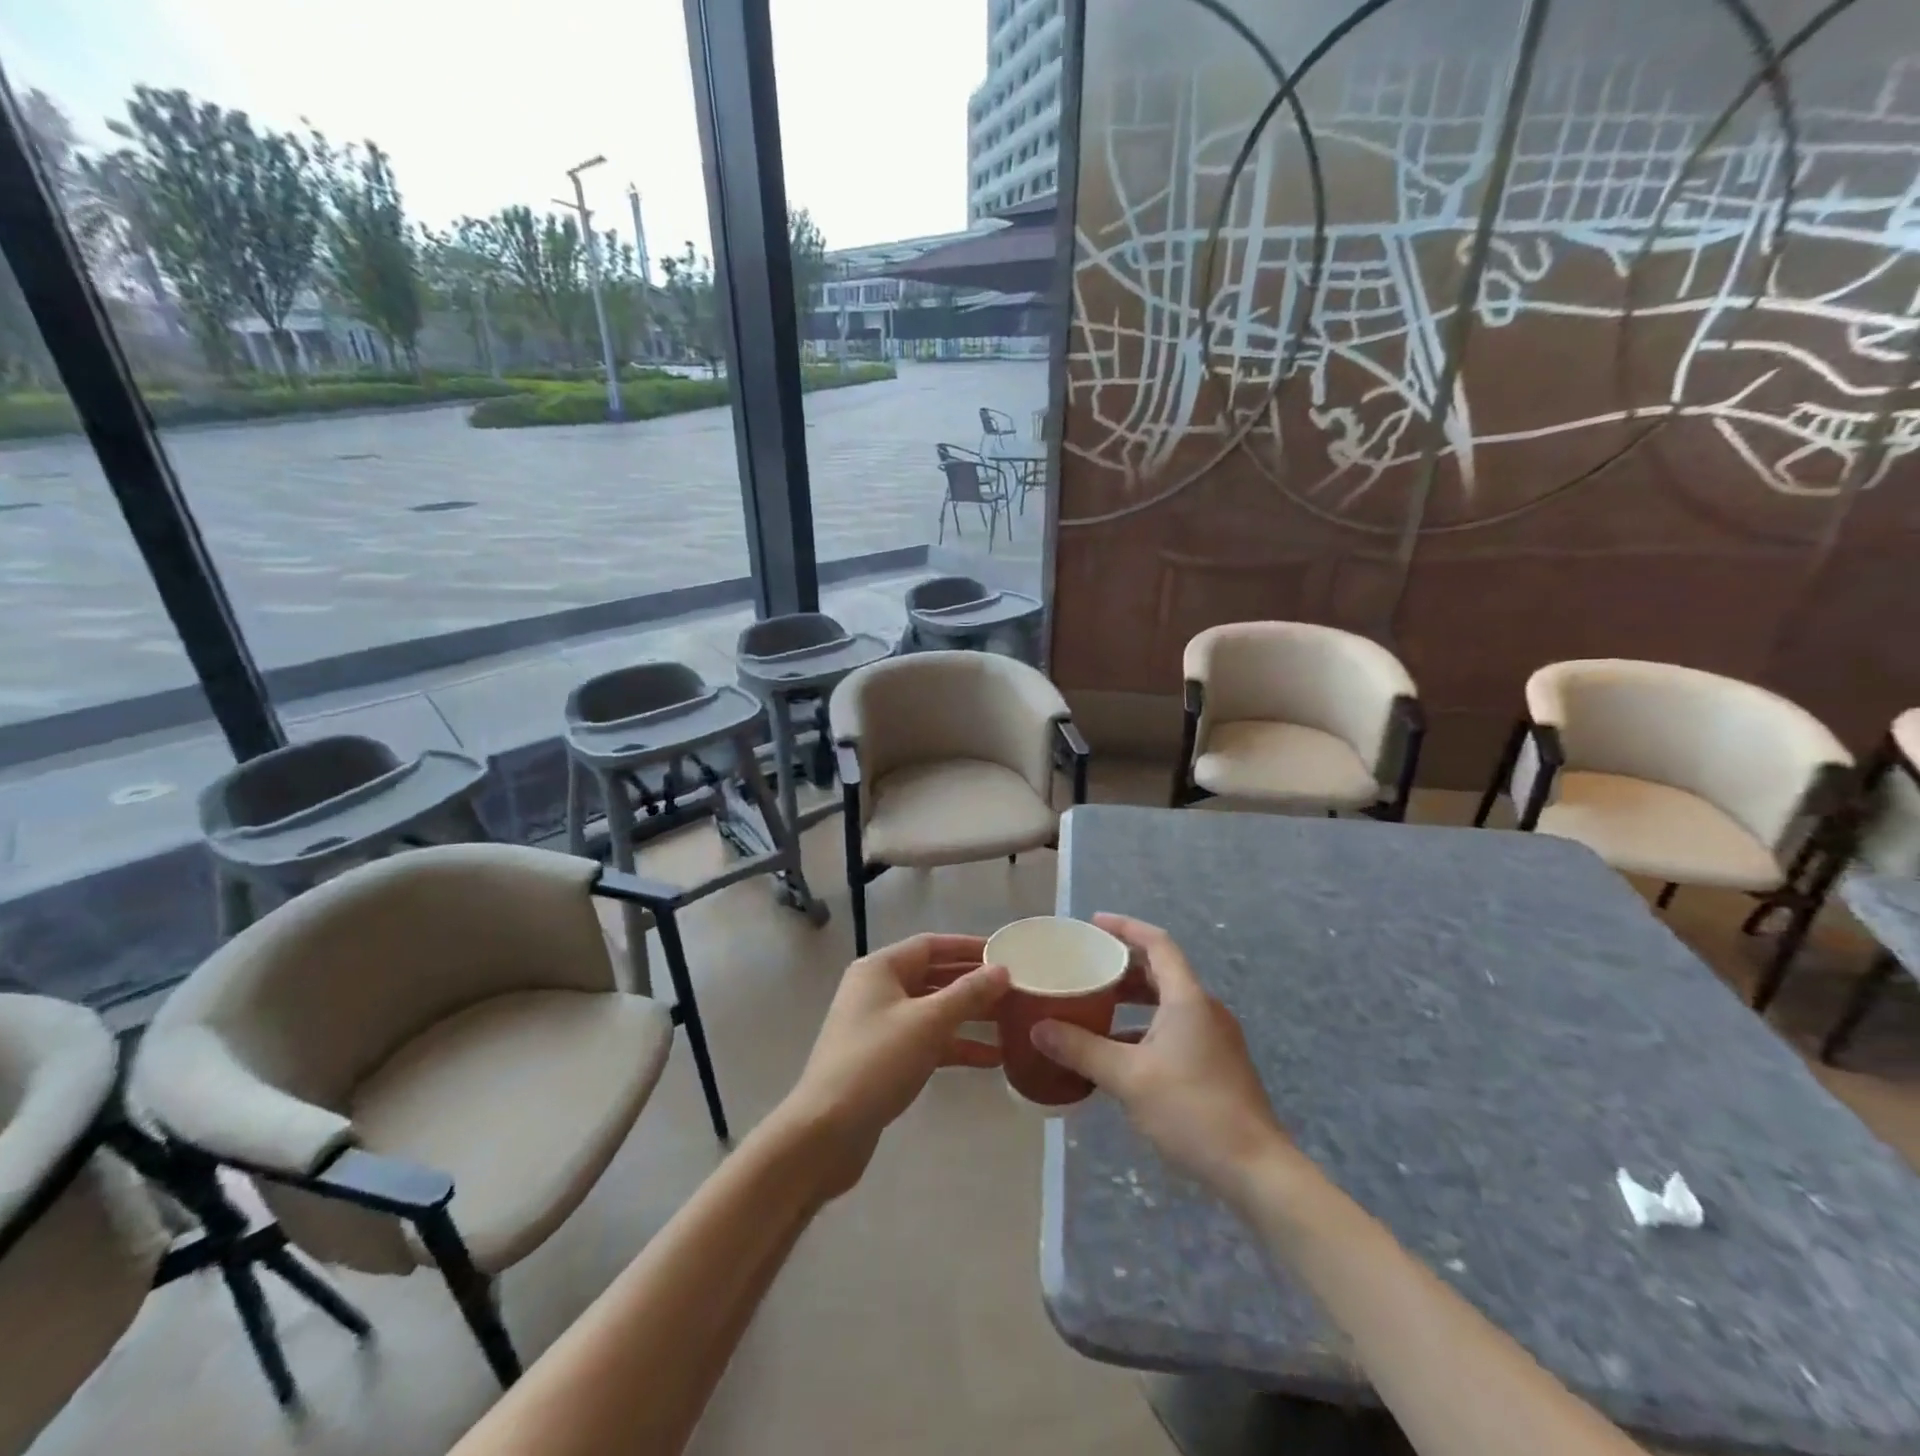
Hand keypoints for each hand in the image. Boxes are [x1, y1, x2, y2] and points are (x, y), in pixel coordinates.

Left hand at [779, 933, 1009, 1200]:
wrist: (825, 1132)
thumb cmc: (877, 1062)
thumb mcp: (928, 1022)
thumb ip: (968, 994)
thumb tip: (1002, 970)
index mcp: (880, 969)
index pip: (931, 945)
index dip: (969, 947)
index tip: (1006, 953)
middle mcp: (878, 990)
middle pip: (933, 977)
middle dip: (973, 984)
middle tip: (1016, 989)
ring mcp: (879, 1026)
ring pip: (932, 1011)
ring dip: (969, 1017)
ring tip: (1012, 1023)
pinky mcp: (884, 1060)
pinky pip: (926, 1041)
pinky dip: (955, 1046)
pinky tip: (991, 1060)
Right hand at [1032, 914, 1287, 1195]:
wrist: (1256, 1169)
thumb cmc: (1192, 1111)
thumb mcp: (1128, 1078)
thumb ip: (1082, 1050)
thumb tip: (1038, 1029)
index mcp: (1187, 998)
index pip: (1157, 943)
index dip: (1125, 927)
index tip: (1093, 923)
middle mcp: (1204, 1009)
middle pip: (1161, 970)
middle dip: (1123, 964)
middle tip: (1086, 965)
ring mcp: (1214, 1037)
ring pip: (1167, 1002)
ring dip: (1132, 999)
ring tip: (1095, 1004)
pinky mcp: (1216, 1063)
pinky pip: (1174, 1027)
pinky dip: (1144, 1027)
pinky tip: (1118, 1051)